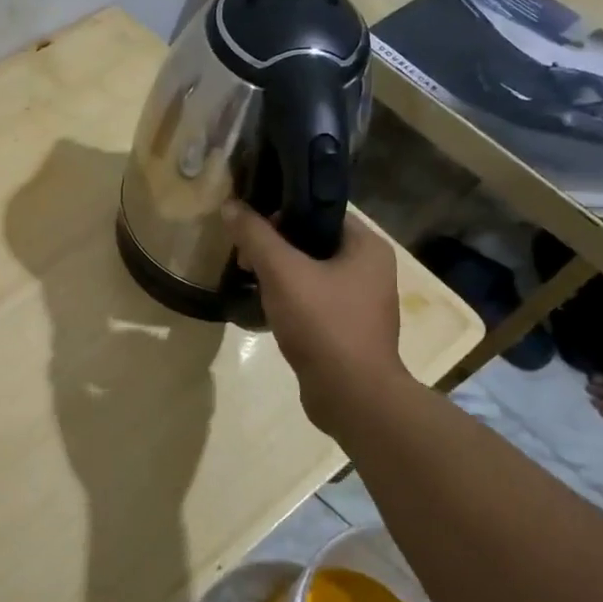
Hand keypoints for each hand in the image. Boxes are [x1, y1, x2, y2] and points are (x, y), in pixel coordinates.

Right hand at [223, 204, 408, 436]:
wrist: (351, 396)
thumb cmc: (323, 324)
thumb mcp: (282, 273)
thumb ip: (255, 236)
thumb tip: (231, 205)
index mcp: (367, 246)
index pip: (320, 210)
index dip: (282, 212)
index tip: (250, 227)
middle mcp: (371, 269)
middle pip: (312, 241)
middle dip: (274, 247)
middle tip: (244, 259)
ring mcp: (361, 301)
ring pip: (310, 272)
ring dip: (278, 274)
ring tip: (250, 282)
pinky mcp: (347, 328)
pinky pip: (313, 300)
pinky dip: (289, 299)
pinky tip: (266, 308)